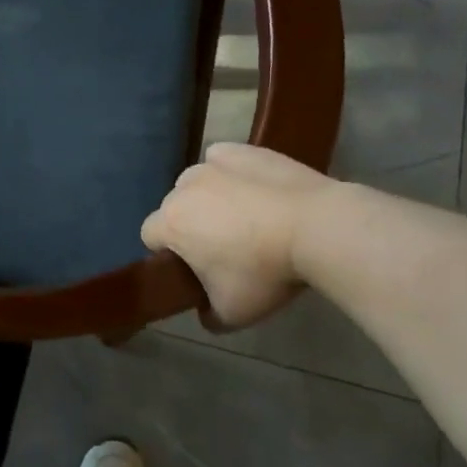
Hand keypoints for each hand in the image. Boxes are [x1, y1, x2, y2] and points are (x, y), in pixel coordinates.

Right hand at [141, 143, 333, 329]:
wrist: (317, 226)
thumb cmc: (265, 271)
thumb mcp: (232, 313)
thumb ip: (208, 315)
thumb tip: (205, 311)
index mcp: (171, 222)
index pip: (150, 236)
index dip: (168, 253)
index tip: (195, 268)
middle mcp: (184, 186)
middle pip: (175, 207)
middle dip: (191, 224)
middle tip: (225, 248)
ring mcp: (214, 163)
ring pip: (199, 183)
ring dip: (210, 198)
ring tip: (246, 217)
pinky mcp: (243, 150)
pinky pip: (224, 161)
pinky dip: (231, 174)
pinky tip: (254, 189)